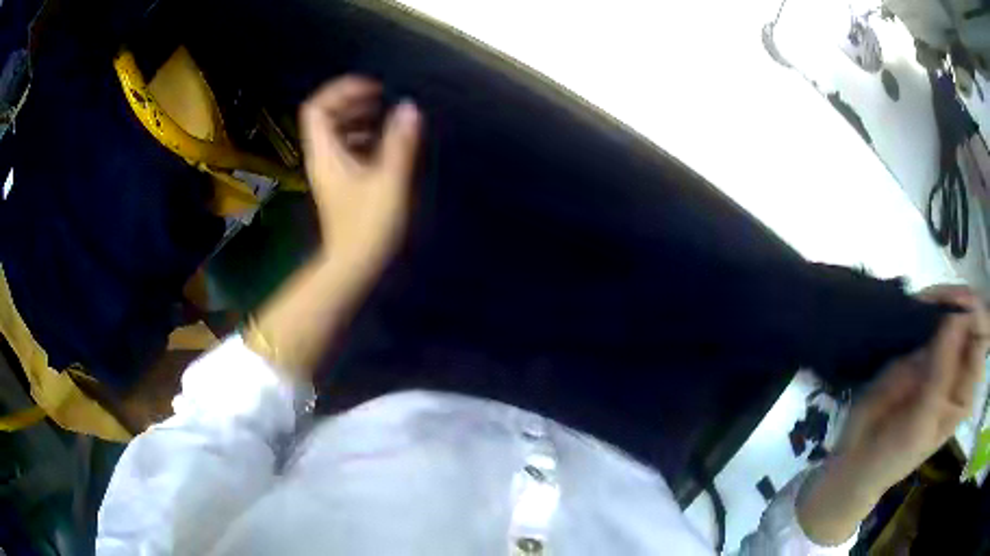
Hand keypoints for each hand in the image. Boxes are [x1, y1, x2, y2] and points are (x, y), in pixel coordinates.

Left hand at [249, 77, 420, 374]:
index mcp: (326, 154)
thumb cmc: (368, 225)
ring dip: (356, 117)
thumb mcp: (389, 181)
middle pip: (325, 116)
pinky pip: (344, 147)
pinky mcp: (340, 182)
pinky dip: (361, 136)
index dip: (341, 90)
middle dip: (351, 100)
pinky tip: (382, 141)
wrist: (353, 264)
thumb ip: (399, 143)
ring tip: (383, 113)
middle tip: (380, 97)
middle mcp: (322, 158)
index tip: (372, 89)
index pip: (317, 108)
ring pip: (334, 132)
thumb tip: (409, 108)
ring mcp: (329, 170)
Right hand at [798, 285, 988, 544]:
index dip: (975, 315)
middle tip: (936, 298)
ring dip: (940, 297)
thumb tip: (957, 315)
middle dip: (957, 300)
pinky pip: (929, 315)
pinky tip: (914, 304)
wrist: (859, 458)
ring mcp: (940, 354)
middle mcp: (958, 367)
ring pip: (950, 309)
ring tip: (922, 300)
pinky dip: (924, 303)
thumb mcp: (921, 422)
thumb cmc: (895, 453)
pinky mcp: (920, 346)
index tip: (958, 305)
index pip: (982, 339)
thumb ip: (941, 373)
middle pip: (969, 317)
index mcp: (965, 390)